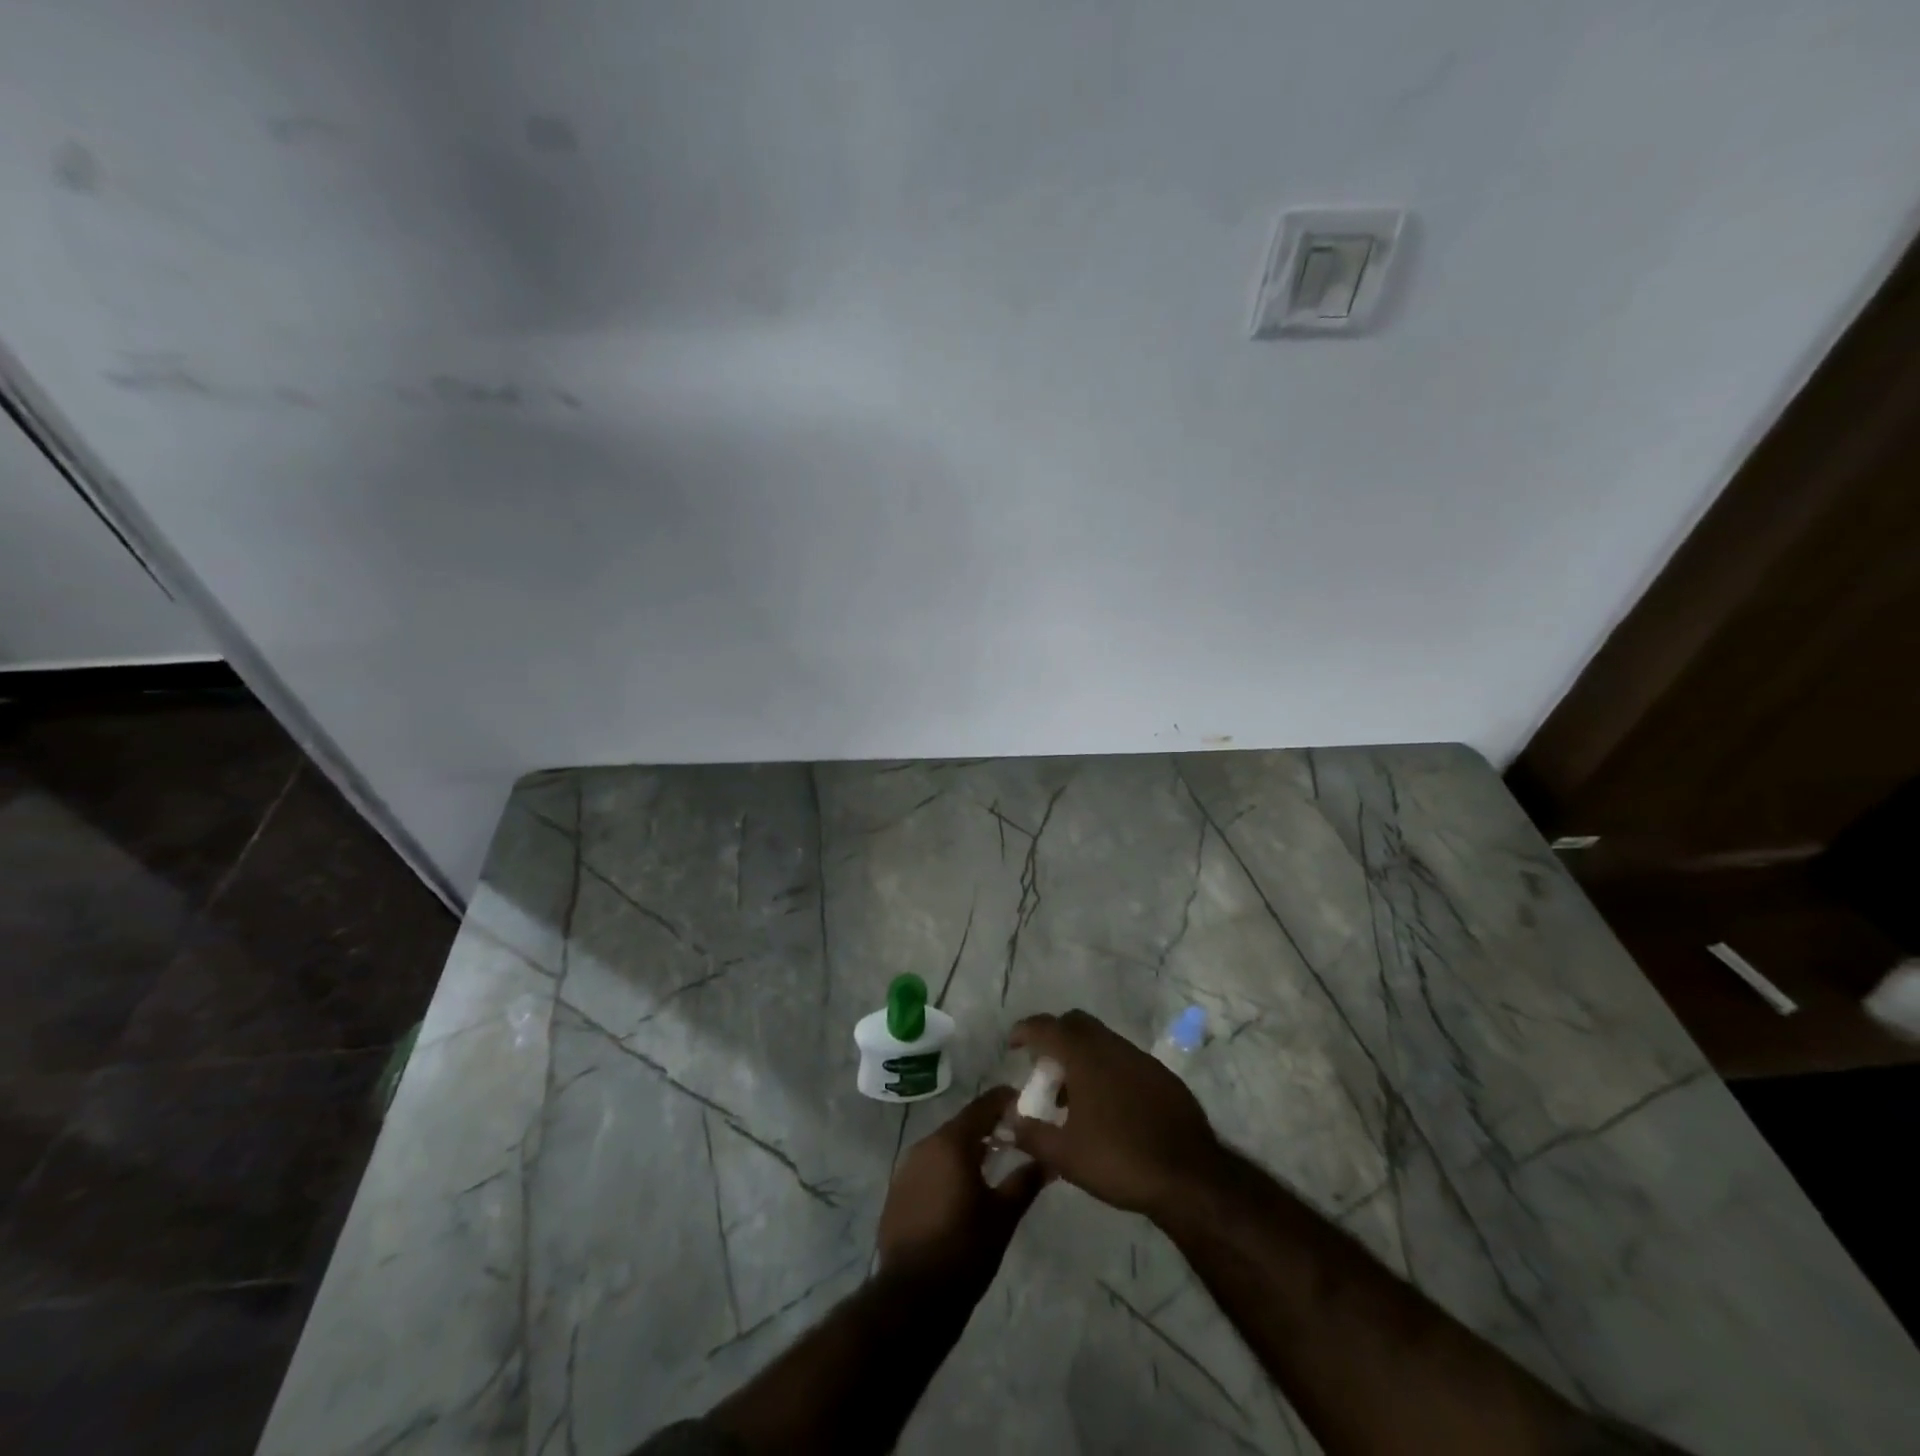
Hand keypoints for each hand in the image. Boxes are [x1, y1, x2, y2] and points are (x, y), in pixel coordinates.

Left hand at [876, 1088, 1047, 1297]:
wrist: (913, 1297)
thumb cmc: (965, 1250)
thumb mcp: (1003, 1216)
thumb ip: (1026, 1182)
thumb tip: (1050, 1161)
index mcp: (951, 1143)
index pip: (982, 1106)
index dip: (1004, 1101)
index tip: (1025, 1103)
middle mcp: (925, 1145)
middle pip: (961, 1125)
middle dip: (987, 1127)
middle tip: (1014, 1137)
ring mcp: (906, 1168)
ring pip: (943, 1147)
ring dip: (966, 1150)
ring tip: (991, 1165)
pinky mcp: (897, 1191)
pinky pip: (928, 1167)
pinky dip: (947, 1169)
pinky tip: (961, 1191)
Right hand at [1008, 1010, 1222, 1219]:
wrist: (1190, 1177)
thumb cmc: (1119, 1160)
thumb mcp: (1065, 1155)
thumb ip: (1030, 1133)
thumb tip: (1005, 1119)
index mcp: (1085, 1056)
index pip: (1047, 1027)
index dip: (1025, 1030)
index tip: (1013, 1044)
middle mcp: (1112, 1046)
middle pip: (1076, 1023)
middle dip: (1055, 1038)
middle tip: (1044, 1069)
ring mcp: (1141, 1059)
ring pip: (1102, 1041)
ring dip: (1082, 1056)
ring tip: (1073, 1096)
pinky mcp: (1163, 1076)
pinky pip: (1125, 1060)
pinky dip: (1108, 1071)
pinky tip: (1109, 1107)